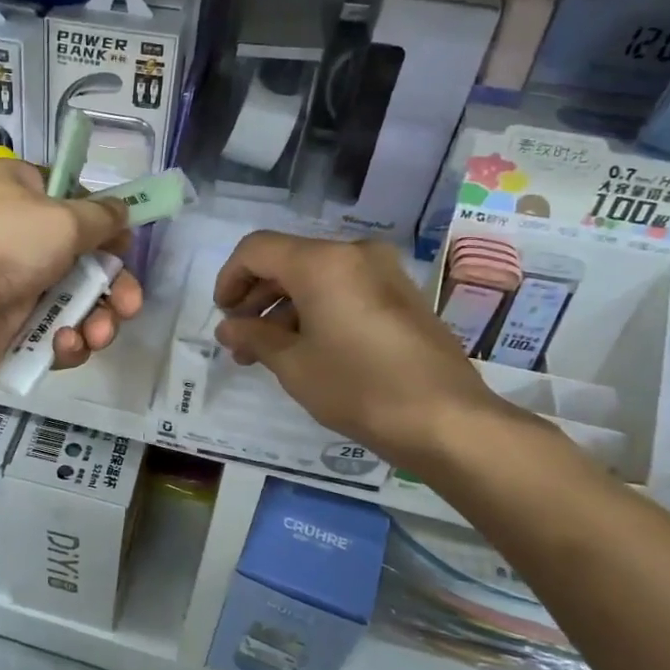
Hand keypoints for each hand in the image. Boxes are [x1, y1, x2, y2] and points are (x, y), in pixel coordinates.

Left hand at [0, 156, 144, 389]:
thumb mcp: (60, 218)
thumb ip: (100, 218)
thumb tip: (122, 211)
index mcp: (23, 193)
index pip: (75, 204)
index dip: (106, 227)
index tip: (125, 248)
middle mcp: (17, 236)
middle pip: (84, 261)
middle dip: (114, 286)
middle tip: (130, 306)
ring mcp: (11, 287)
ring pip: (73, 304)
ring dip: (97, 319)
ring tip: (99, 334)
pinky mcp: (6, 332)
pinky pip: (51, 336)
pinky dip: (65, 343)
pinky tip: (64, 346)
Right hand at [213, 231, 521, 473]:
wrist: (446, 419)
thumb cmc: (358, 387)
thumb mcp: (293, 364)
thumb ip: (253, 337)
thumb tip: (227, 328)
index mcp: (322, 262)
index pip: (256, 249)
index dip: (229, 278)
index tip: (223, 315)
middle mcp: (353, 253)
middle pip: (287, 261)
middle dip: (256, 298)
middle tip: (240, 341)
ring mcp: (383, 272)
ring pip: (316, 277)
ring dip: (284, 309)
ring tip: (268, 353)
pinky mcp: (401, 295)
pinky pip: (344, 289)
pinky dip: (316, 310)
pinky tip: (306, 349)